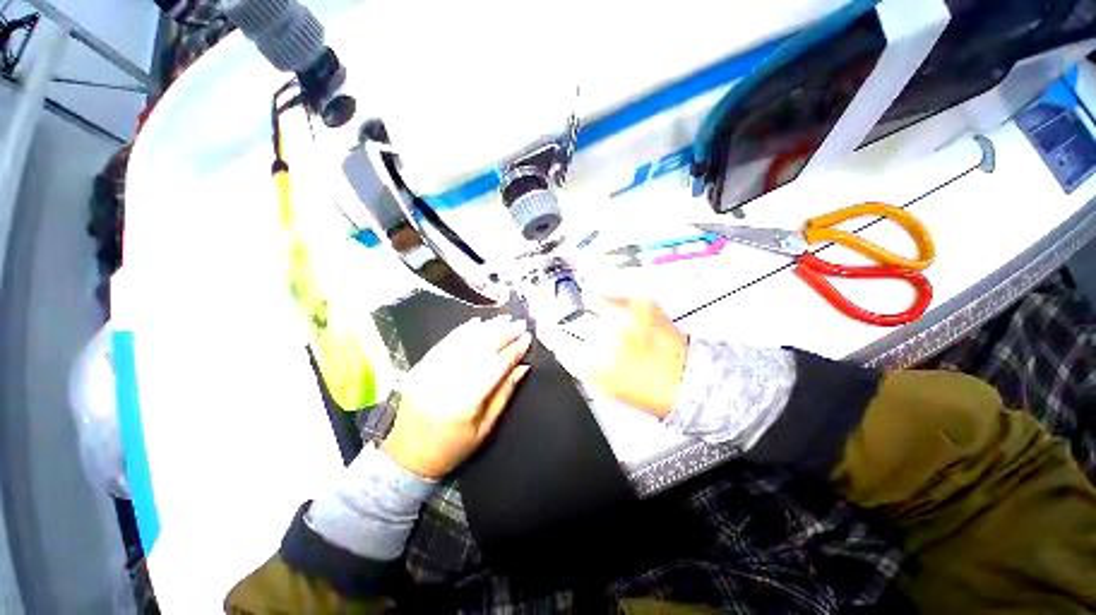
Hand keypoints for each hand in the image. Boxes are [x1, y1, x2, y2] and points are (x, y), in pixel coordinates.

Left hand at [381, 316, 532, 477]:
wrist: (405, 458)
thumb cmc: (451, 448)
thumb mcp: (485, 428)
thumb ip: (504, 394)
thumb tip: (523, 367)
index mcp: (466, 402)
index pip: (496, 366)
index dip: (514, 350)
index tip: (528, 338)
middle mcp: (447, 382)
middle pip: (481, 349)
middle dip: (503, 333)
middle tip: (519, 323)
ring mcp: (430, 372)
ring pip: (464, 342)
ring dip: (486, 328)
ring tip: (503, 319)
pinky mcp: (420, 367)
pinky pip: (444, 343)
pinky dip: (462, 331)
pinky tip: (476, 323)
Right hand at [539, 296, 686, 418]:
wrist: (686, 380)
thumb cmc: (644, 389)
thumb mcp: (600, 386)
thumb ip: (576, 363)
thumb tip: (562, 344)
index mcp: (591, 364)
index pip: (555, 337)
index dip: (548, 330)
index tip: (547, 326)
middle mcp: (605, 337)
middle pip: (568, 313)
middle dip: (566, 315)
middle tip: (572, 317)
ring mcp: (624, 316)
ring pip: (588, 295)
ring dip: (588, 303)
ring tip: (598, 311)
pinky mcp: (642, 303)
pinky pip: (613, 293)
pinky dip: (611, 301)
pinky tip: (620, 313)